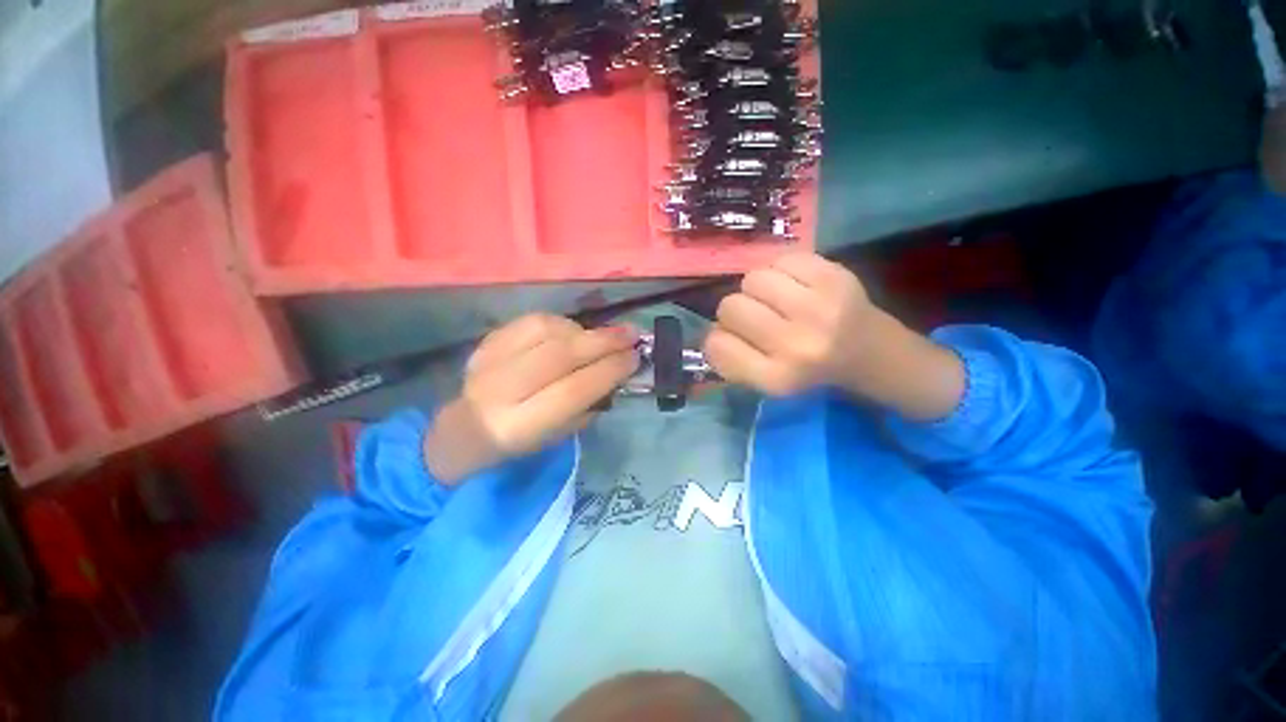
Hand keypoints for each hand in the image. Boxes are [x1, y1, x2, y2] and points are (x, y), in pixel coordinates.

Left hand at [425, 315, 637, 483]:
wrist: (467, 428)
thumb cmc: (522, 439)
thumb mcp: (560, 434)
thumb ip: (589, 403)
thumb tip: (618, 369)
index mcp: (520, 425)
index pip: (573, 390)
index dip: (609, 370)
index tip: (635, 357)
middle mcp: (501, 390)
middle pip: (560, 355)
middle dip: (603, 341)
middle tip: (631, 334)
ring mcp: (490, 360)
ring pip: (546, 331)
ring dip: (584, 330)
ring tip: (603, 336)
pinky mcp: (487, 340)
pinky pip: (532, 320)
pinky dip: (562, 323)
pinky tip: (575, 331)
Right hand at [703, 253, 964, 420]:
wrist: (872, 353)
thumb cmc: (811, 370)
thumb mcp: (767, 382)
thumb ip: (732, 359)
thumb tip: (712, 327)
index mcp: (776, 378)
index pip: (716, 345)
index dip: (718, 338)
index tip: (733, 339)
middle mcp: (797, 345)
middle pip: (730, 306)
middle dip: (735, 310)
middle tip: (757, 316)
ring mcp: (819, 307)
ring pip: (752, 279)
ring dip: (757, 288)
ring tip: (776, 299)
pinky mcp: (835, 277)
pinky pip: (781, 259)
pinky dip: (781, 270)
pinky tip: (795, 285)